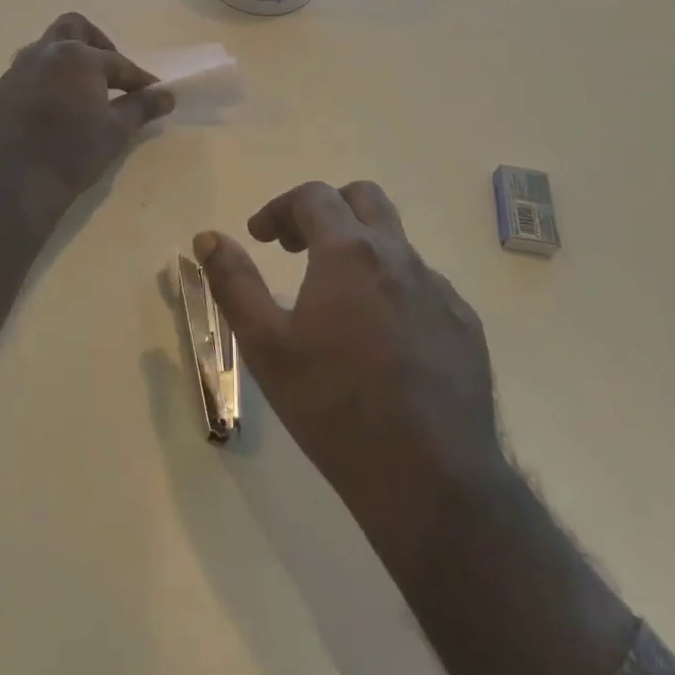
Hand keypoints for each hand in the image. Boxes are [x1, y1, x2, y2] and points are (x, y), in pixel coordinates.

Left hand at [0, 13, 172, 218]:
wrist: (10, 184)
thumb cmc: (72, 153)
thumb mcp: (116, 132)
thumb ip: (142, 108)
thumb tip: (167, 96)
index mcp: (77, 57)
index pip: (118, 62)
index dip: (139, 78)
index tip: (154, 93)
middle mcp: (44, 54)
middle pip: (73, 28)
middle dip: (96, 44)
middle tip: (109, 73)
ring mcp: (15, 72)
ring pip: (44, 51)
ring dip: (65, 63)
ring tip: (79, 93)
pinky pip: (25, 78)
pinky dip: (43, 86)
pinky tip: (49, 114)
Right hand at [193, 181, 502, 573]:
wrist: (430, 478)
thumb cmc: (334, 406)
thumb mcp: (266, 345)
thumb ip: (234, 282)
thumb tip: (208, 237)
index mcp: (349, 252)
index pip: (313, 196)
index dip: (279, 208)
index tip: (260, 236)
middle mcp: (399, 256)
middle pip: (365, 198)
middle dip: (326, 210)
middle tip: (298, 248)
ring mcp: (439, 289)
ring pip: (397, 243)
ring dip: (361, 251)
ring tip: (337, 300)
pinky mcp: (465, 324)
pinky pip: (424, 285)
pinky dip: (394, 289)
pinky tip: (383, 339)